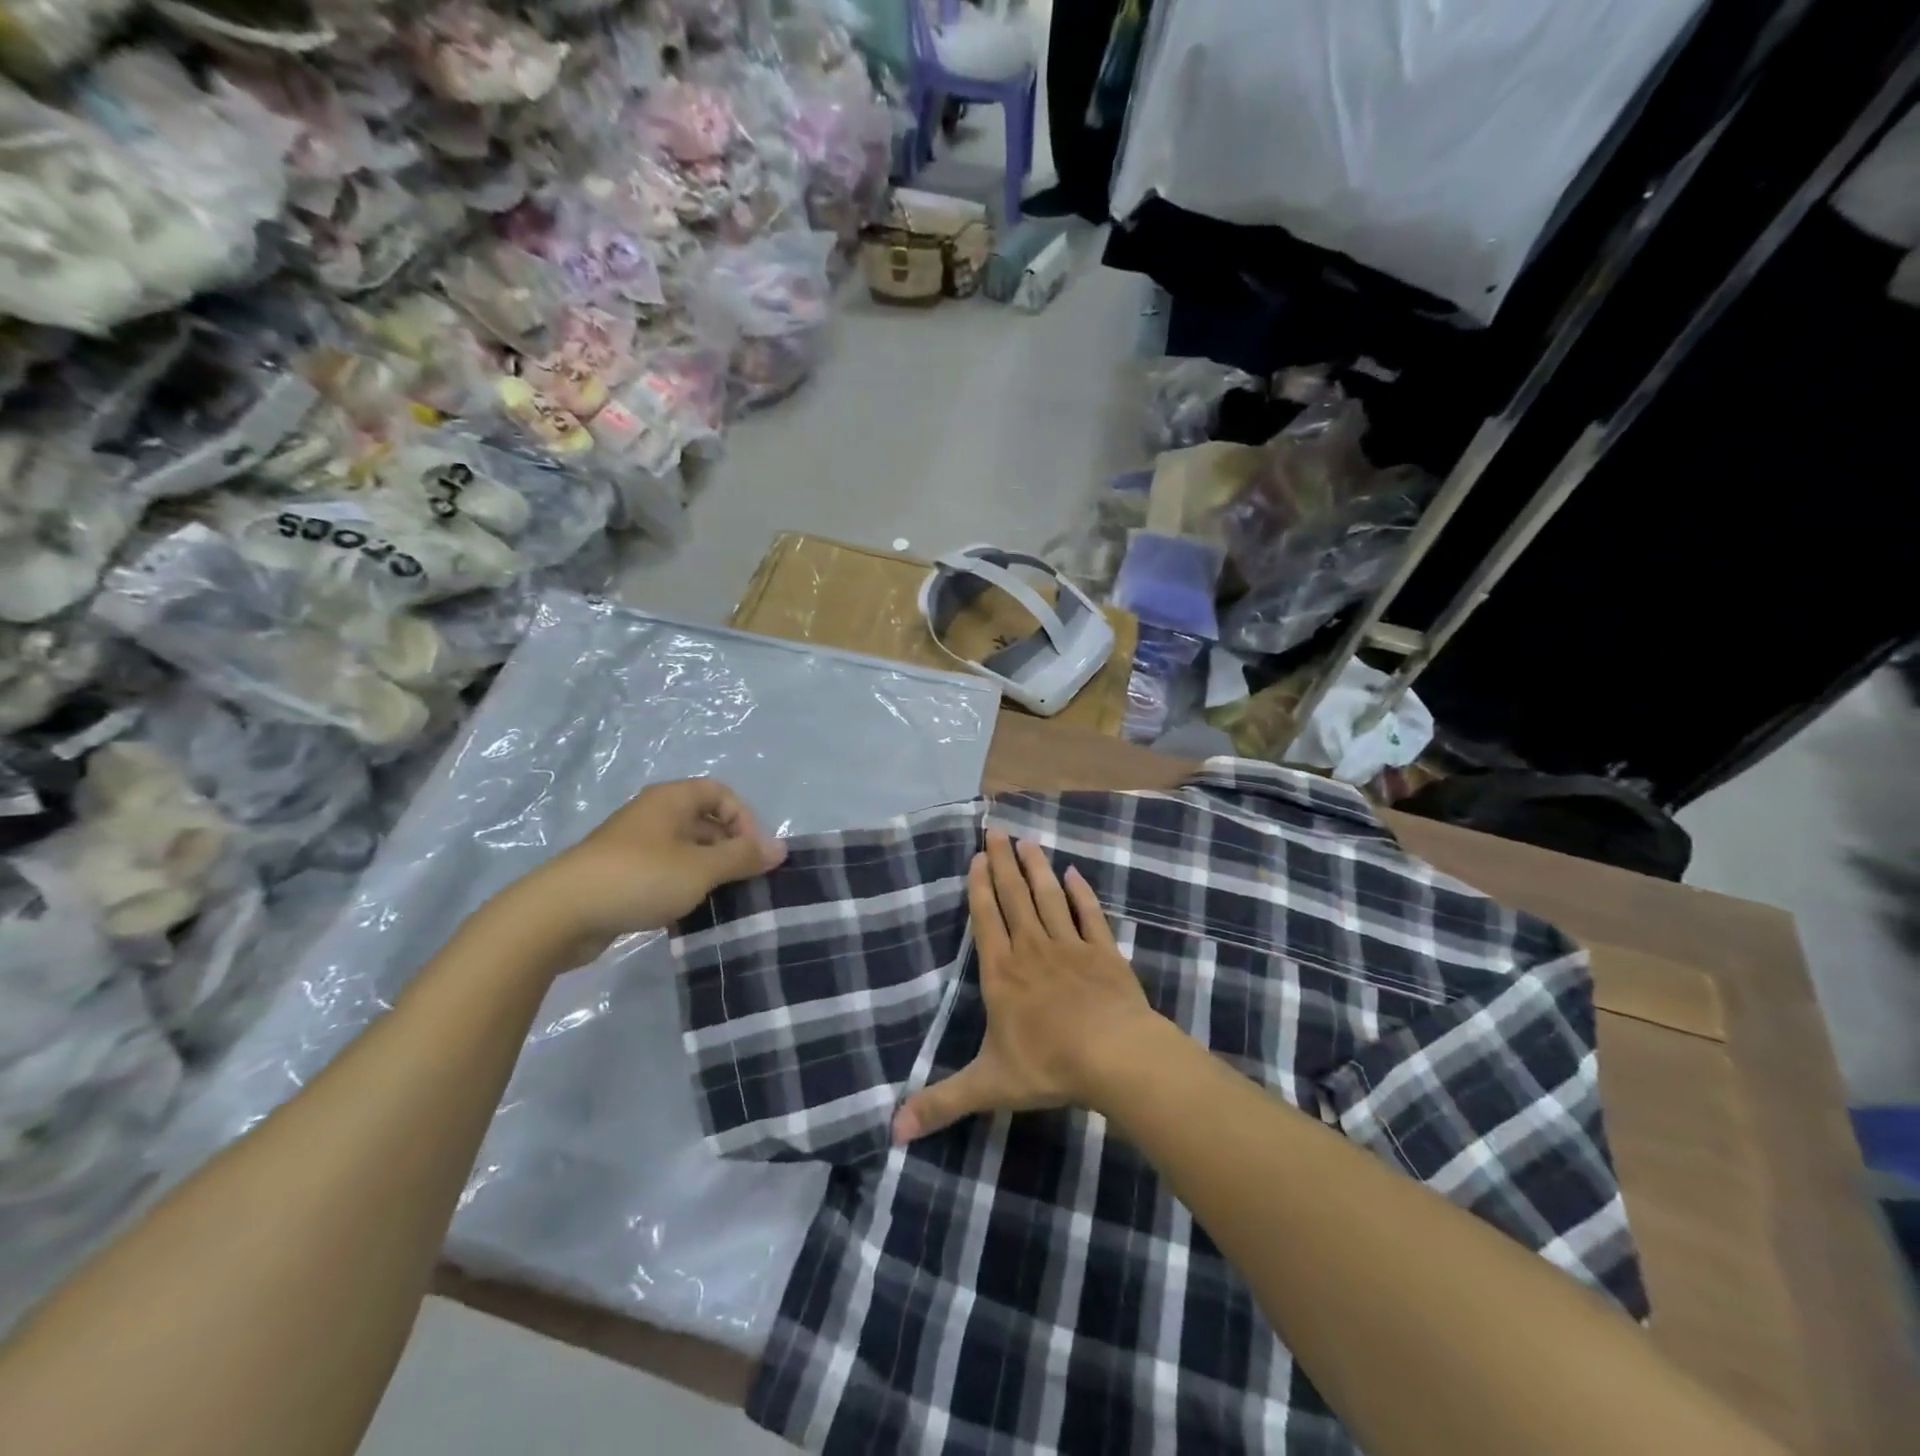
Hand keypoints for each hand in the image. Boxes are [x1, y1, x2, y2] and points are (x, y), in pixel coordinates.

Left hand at [510, 778, 786, 966]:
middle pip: (704, 821)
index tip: (753, 854)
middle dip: (730, 847)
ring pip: (685, 849)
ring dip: (708, 870)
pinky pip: (665, 872)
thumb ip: (743, 857)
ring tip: (723, 899)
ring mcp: (634, 846)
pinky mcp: (621, 876)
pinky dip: (684, 886)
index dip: (744, 818)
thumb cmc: (639, 878)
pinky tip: (691, 911)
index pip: (720, 793)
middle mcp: (653, 815)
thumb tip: (781, 848)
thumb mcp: (701, 868)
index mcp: (671, 800)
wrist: (559, 914)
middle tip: (745, 880)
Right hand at [892, 829, 1155, 1142]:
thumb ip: (942, 1102)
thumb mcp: (988, 1086)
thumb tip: (893, 1131)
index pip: (986, 920)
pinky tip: (1074, 873)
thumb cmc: (1048, 1066)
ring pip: (1049, 898)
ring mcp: (1071, 946)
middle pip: (1014, 897)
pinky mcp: (1104, 952)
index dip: (979, 888)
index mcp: (1002, 974)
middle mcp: (1032, 950)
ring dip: (1037, 869)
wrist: (1115, 1056)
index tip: (975, 857)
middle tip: (997, 830)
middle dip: (1003, 864)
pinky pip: (1089, 915)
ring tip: (1028, 841)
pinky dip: (1081, 894)